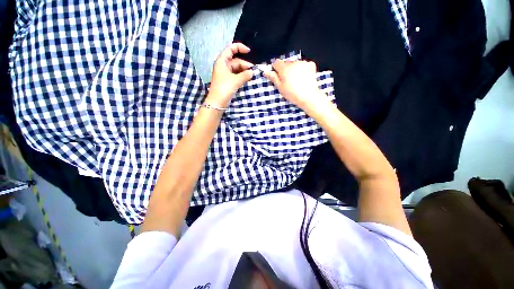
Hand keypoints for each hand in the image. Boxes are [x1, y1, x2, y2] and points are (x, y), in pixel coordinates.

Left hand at [206, 43, 253, 107]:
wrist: (217, 102)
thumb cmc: (224, 88)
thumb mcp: (236, 80)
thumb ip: (245, 75)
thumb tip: (252, 72)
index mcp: (222, 61)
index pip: (231, 49)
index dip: (240, 48)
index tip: (249, 52)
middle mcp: (223, 66)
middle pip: (235, 61)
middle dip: (244, 64)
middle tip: (253, 71)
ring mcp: (225, 74)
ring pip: (236, 69)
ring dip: (244, 72)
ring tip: (251, 76)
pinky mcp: (227, 81)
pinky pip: (236, 76)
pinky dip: (241, 77)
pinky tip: (247, 80)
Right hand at [264, 60, 327, 111]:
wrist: (309, 96)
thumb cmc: (292, 94)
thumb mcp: (280, 88)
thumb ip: (273, 78)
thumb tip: (266, 71)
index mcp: (284, 68)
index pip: (276, 62)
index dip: (275, 69)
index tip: (276, 76)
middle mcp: (293, 62)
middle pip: (286, 63)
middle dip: (285, 70)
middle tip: (287, 81)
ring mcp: (303, 63)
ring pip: (294, 64)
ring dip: (293, 69)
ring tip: (296, 81)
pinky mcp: (311, 65)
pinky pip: (303, 65)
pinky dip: (302, 69)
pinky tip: (303, 78)